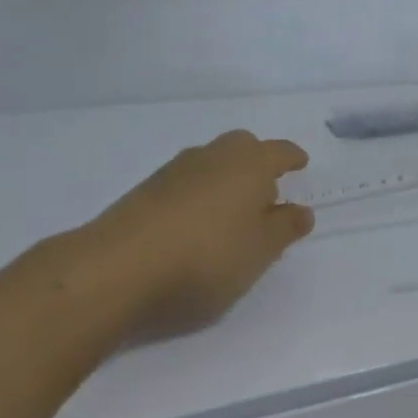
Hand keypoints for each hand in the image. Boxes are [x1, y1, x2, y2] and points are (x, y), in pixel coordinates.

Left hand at [47, 129, 313, 335]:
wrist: (117, 269)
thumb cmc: (207, 257)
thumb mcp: (261, 251)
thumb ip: (285, 228)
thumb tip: (301, 210)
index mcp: (249, 164)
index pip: (279, 151)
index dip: (292, 158)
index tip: (300, 163)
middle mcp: (213, 156)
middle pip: (242, 148)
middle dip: (256, 162)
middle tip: (266, 190)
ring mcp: (174, 171)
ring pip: (210, 164)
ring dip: (225, 180)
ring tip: (231, 213)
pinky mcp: (144, 192)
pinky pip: (185, 184)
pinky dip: (197, 196)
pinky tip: (195, 225)